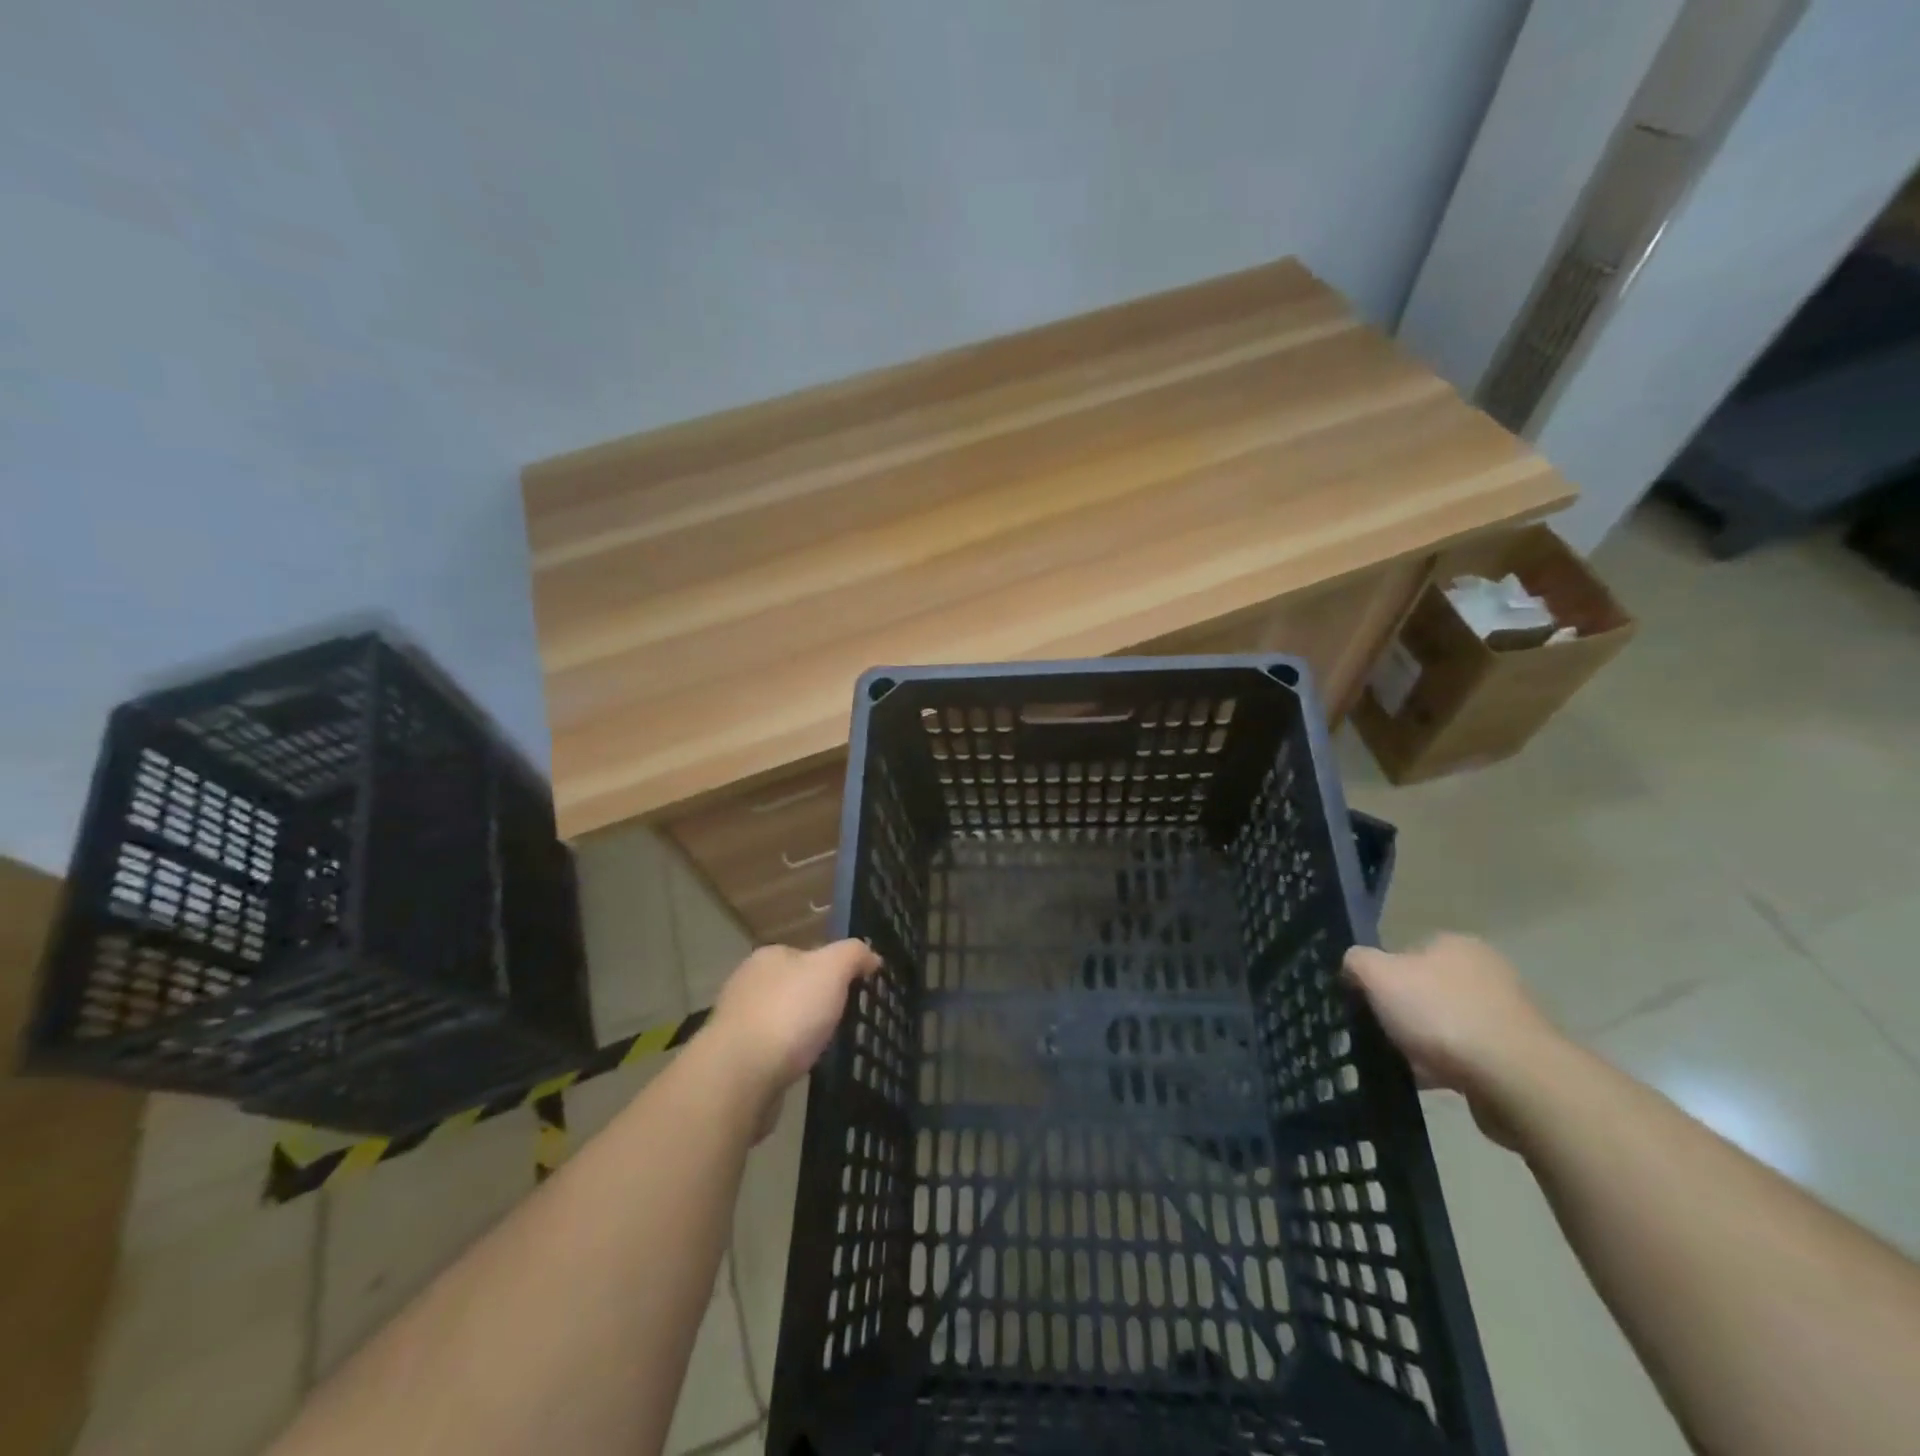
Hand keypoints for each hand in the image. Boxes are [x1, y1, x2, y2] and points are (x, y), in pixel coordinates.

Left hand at [707, 940, 882, 1100]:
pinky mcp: (734, 1060)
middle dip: (815, 1002)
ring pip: (781, 1020)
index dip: (831, 970)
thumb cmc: (789, 1012)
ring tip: (825, 1048)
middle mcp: (748, 984)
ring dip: (800, 1032)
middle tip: (843, 1020)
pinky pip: (770, 1052)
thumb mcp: (832, 969)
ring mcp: (737, 1023)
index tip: (853, 990)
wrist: (740, 1076)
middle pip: (793, 987)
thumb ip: (854, 954)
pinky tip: (800, 1069)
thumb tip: (871, 956)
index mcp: (768, 957)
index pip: (806, 954)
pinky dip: (786, 1058)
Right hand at [1343, 934, 1561, 1147]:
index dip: (1383, 976)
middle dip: (1404, 1011)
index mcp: (1456, 945)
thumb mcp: (1378, 976)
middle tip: (1379, 1032)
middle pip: (1427, 989)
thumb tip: (1353, 965)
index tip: (1367, 1001)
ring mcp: (1507, 1016)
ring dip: (1425, 1043)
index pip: (1407, 952)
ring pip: (1447, 1025)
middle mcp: (1486, 972)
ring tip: (1401, 1062)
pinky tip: (1429, 1082)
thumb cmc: (1442, 1015)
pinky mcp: (1518, 1057)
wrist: (1516, 1079)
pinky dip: (1447, 1068)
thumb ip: (1357, 962)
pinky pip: (1468, 1057)